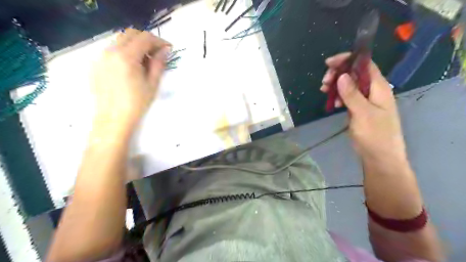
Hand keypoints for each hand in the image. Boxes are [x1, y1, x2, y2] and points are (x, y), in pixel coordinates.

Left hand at [90, 29, 170, 132]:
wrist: (113, 119)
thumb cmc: (136, 104)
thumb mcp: (152, 84)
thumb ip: (159, 64)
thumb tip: (165, 50)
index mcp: (126, 57)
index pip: (144, 38)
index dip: (159, 41)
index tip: (169, 49)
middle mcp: (110, 51)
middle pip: (131, 34)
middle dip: (147, 40)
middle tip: (158, 53)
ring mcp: (100, 57)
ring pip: (120, 40)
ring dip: (135, 45)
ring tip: (145, 61)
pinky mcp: (96, 64)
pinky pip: (112, 50)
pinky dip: (125, 52)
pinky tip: (132, 67)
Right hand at [320, 53, 408, 164]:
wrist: (380, 157)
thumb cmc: (375, 135)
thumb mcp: (363, 113)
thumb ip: (352, 94)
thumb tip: (341, 76)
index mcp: (379, 87)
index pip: (364, 65)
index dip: (348, 60)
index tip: (329, 63)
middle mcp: (373, 91)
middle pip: (355, 74)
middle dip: (338, 74)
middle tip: (324, 82)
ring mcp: (366, 100)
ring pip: (349, 86)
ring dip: (336, 86)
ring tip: (324, 91)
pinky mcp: (359, 109)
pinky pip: (348, 97)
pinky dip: (338, 97)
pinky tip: (332, 103)